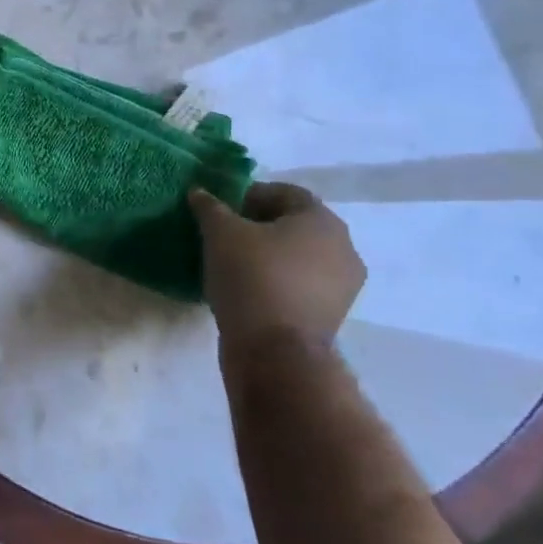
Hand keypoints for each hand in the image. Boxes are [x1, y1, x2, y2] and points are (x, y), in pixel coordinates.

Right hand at [188, 183, 364, 354]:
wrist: (275, 352)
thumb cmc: (252, 277)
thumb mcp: (220, 233)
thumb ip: (210, 207)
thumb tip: (199, 191)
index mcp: (322, 221)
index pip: (284, 193)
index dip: (249, 194)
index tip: (220, 209)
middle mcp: (343, 248)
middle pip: (294, 224)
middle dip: (257, 224)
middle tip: (222, 233)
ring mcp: (342, 286)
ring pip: (297, 256)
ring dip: (267, 254)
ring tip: (230, 263)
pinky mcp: (330, 314)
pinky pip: (299, 284)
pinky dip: (275, 280)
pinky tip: (245, 288)